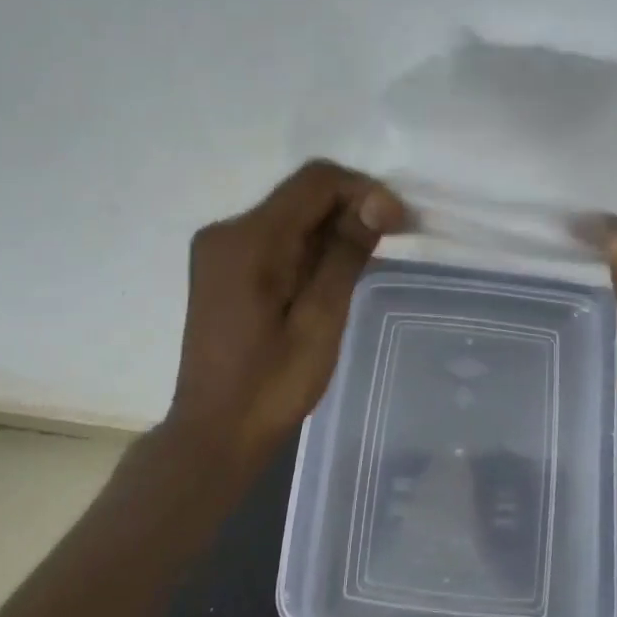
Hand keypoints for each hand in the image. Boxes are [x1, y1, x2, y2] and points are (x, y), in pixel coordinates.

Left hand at [165, 160, 405, 475]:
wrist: (216, 433)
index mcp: (247, 240)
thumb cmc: (271, 386)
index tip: (400, 224)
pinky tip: (330, 277)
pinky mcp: (222, 269)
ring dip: (331, 230)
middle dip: (350, 209)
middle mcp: (226, 232)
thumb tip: (377, 202)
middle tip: (392, 241)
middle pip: (300, 196)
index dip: (363, 191)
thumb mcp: (320, 320)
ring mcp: (219, 250)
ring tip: (366, 263)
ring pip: (289, 217)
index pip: (314, 182)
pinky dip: (308, 248)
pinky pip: (274, 240)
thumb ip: (345, 255)